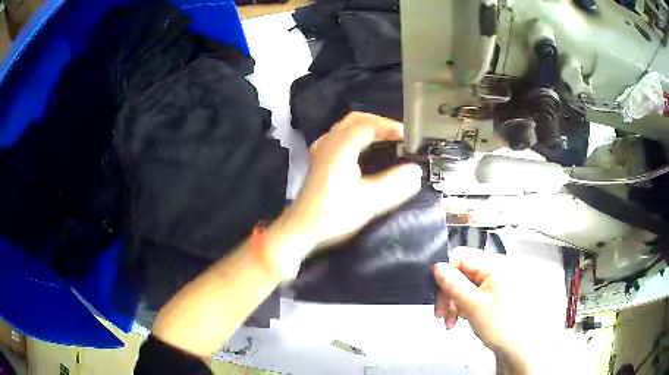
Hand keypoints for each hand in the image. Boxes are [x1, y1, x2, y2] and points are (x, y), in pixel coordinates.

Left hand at [283, 112, 421, 249]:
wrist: (301, 230)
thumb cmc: (333, 215)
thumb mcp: (369, 202)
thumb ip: (394, 184)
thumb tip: (416, 171)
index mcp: (340, 148)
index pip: (368, 125)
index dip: (390, 127)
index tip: (409, 138)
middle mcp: (329, 143)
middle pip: (356, 120)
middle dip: (379, 123)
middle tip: (398, 135)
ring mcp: (321, 151)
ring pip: (345, 127)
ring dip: (367, 128)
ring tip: (385, 139)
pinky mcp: (319, 161)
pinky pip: (339, 137)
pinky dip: (355, 136)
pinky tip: (361, 149)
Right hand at [433, 248, 533, 373]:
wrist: (518, 347)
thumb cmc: (502, 326)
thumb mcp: (473, 305)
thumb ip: (454, 284)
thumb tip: (437, 266)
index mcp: (495, 264)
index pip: (461, 255)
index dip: (445, 272)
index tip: (436, 292)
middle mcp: (496, 269)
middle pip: (461, 271)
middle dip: (447, 292)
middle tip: (440, 312)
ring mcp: (495, 282)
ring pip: (464, 284)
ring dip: (452, 302)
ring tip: (449, 320)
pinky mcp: (493, 294)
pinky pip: (471, 293)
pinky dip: (461, 305)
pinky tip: (458, 319)